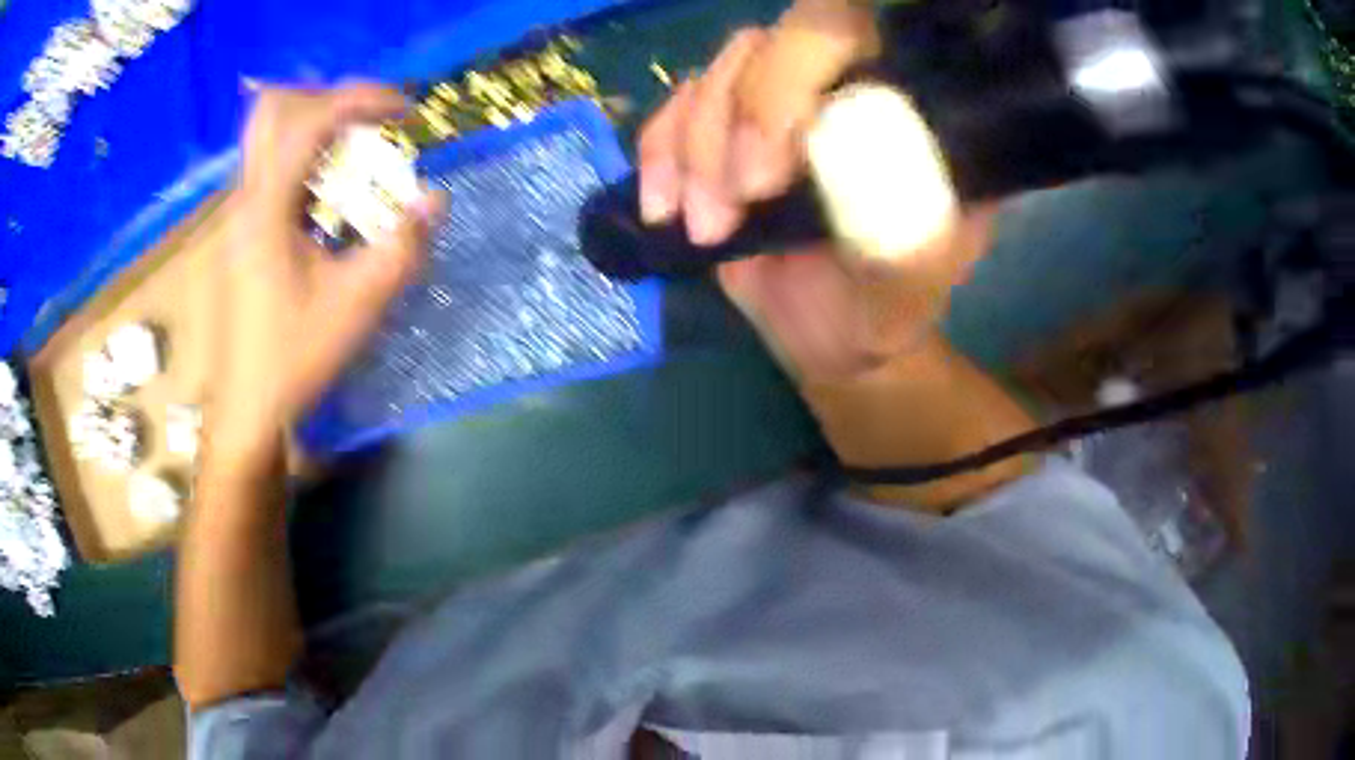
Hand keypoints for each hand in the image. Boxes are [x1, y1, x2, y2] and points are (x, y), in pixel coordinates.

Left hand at [209, 84, 442, 462]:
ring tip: (358, 148)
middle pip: (274, 108)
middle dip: (328, 98)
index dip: (361, 99)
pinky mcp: (244, 229)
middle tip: (369, 120)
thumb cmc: (295, 357)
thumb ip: (400, 247)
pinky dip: (306, 154)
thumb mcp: (357, 306)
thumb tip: (436, 199)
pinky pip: (271, 164)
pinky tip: (332, 190)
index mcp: (267, 208)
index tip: (405, 112)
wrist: (248, 406)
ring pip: (269, 133)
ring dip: (317, 124)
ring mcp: (240, 212)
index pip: (308, 120)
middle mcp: (246, 197)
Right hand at [637, 4, 994, 383]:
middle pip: (764, 47)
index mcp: (894, 103)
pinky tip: (661, 208)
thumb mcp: (909, 273)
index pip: (840, 34)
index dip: (786, 82)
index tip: (763, 181)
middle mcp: (833, 85)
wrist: (835, 334)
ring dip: (692, 152)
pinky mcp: (722, 134)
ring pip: (712, 78)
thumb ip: (899, 217)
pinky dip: (657, 156)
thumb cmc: (885, 303)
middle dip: (732, 125)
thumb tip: (853, 152)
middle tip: (723, 215)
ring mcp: (773, 106)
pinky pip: (672, 113)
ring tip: (705, 231)